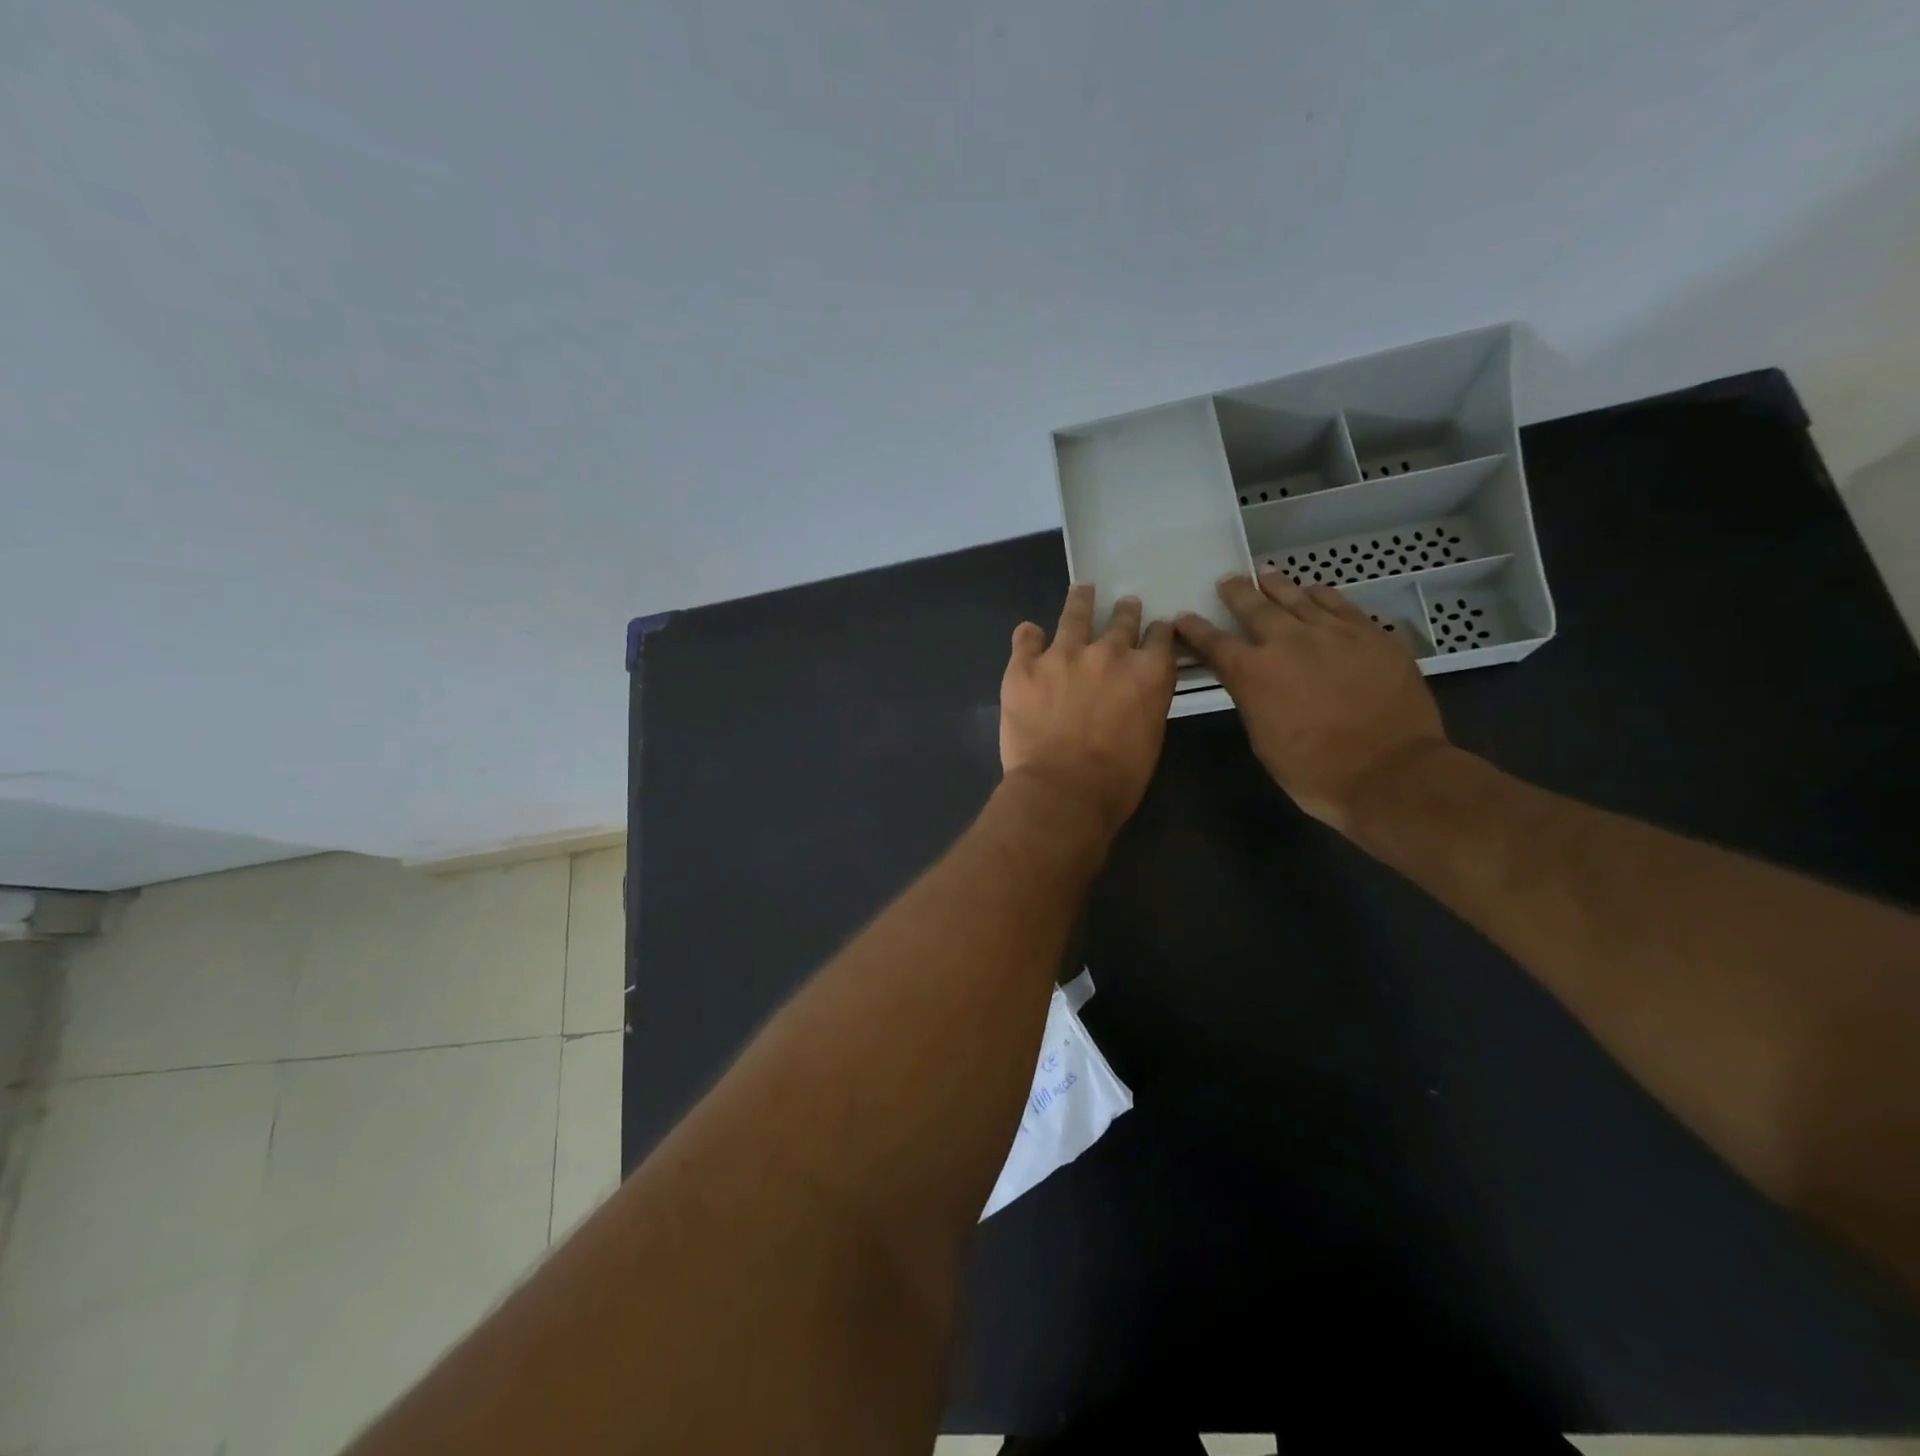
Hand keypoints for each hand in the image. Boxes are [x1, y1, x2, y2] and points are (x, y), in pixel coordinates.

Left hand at [1001, 585, 1176, 835]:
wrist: (1062, 791)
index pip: (1160, 637)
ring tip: (1083, 590)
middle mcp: (1110, 653)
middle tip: (1126, 605)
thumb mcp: (1149, 739)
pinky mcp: (1024, 667)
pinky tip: (1029, 632)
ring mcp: (1063, 655)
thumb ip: (1144, 703)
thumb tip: (1133, 693)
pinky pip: (1026, 638)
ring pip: (1075, 615)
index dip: (1158, 631)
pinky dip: (1029, 635)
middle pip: (1122, 620)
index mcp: (1148, 673)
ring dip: (1081, 601)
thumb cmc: (1116, 780)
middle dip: (1126, 612)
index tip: (1156, 628)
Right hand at [1174, 572, 1447, 830]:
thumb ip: (1252, 700)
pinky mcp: (1372, 635)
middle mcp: (1288, 642)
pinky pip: (1340, 605)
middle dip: (1237, 593)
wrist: (1391, 772)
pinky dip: (1322, 596)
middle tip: (1227, 580)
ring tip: (1266, 573)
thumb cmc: (1316, 771)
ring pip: (1299, 598)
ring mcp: (1334, 633)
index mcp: (1253, 673)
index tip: (1184, 617)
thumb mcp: (1264, 741)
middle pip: (1255, 607)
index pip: (1214, 643)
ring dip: (1278, 585)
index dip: (1196, 630)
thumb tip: (1252, 682)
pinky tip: (1316, 590)